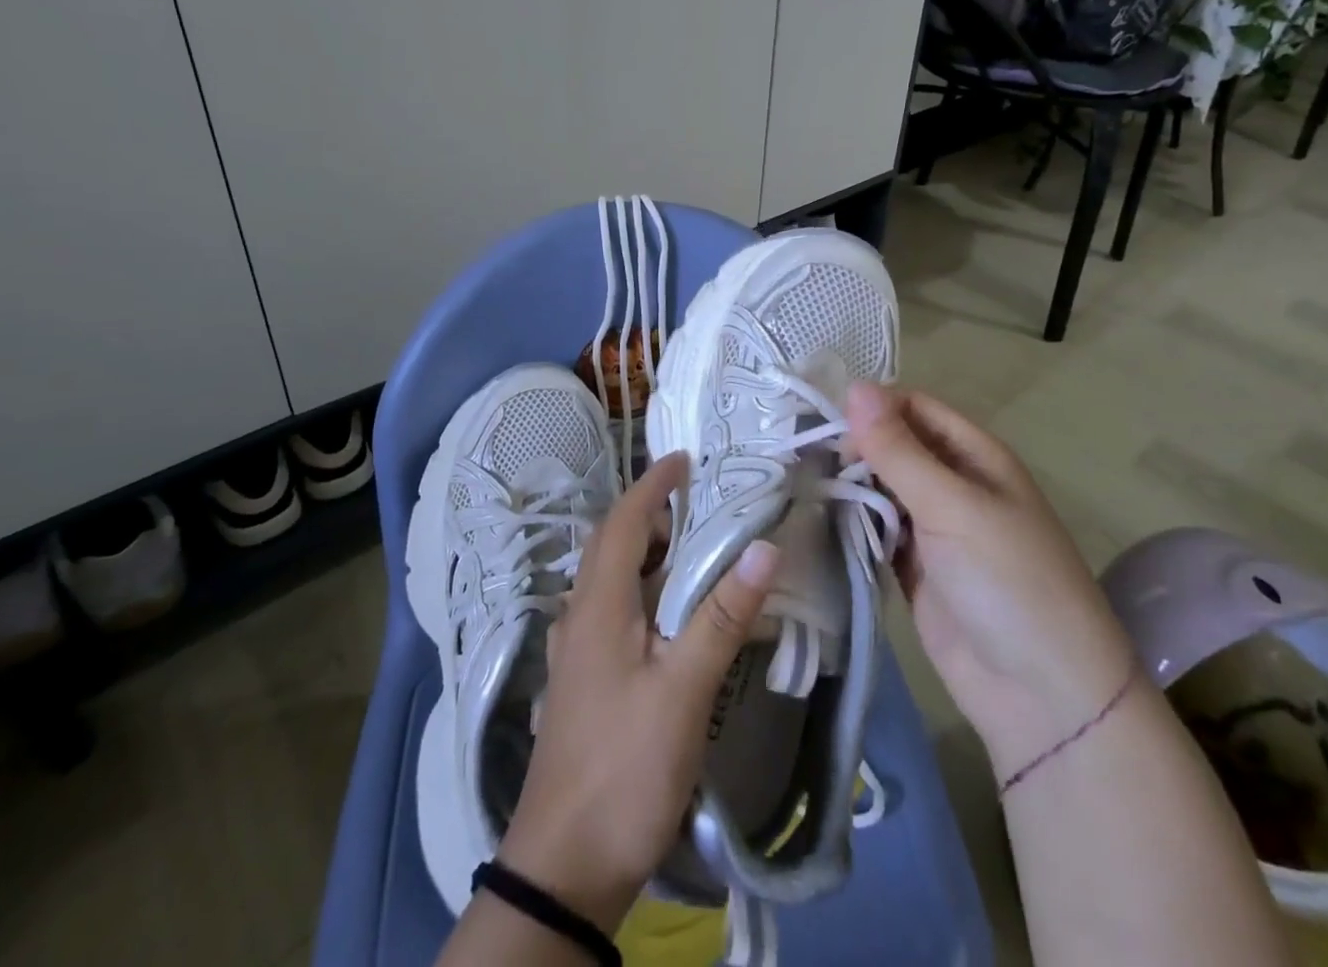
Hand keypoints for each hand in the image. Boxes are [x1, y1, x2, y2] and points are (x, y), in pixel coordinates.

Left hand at [497, 453, 780, 934]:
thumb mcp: (684, 690)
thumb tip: (763, 545)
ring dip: (646, 555)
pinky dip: (642, 593)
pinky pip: (612, 613)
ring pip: (610, 581)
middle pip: (611, 546)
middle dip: (651, 515)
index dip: (651, 485)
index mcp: (597, 605)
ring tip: (694, 552)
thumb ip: (722, 617)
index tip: (684, 460)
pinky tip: (670, 617)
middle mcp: (579, 617)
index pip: (621, 522)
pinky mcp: (583, 683)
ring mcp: (576, 653)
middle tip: (700, 506)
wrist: (564, 867)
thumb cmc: (625, 767)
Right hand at [843, 383, 1136, 781]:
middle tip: (806, 458)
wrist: (1042, 697)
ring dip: (848, 484)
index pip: (914, 407)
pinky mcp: (914, 567)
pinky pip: (876, 529)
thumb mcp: (953, 507)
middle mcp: (953, 483)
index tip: (825, 422)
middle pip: (893, 445)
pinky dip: (852, 523)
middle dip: (854, 446)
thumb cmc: (1009, 582)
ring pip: (880, 487)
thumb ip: (898, 450)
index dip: (872, 407)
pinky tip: (818, 518)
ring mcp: (933, 527)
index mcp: (975, 456)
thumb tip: (854, 386)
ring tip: (800, 482)